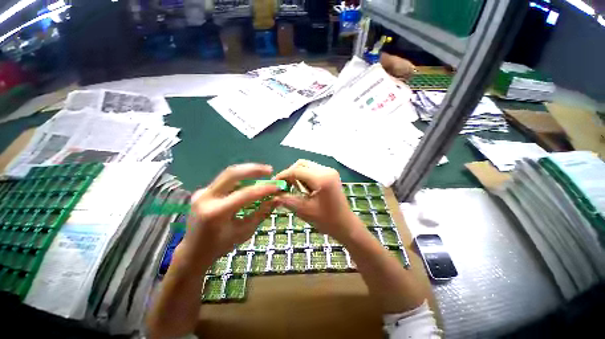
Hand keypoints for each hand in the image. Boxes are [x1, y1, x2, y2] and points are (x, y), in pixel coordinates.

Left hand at [183, 164, 278, 263]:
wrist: (193, 251)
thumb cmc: (221, 246)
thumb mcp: (245, 231)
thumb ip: (261, 213)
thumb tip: (277, 199)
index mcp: (216, 213)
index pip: (245, 194)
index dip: (264, 189)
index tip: (278, 186)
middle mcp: (206, 198)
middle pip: (232, 174)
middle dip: (253, 169)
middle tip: (269, 170)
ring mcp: (201, 193)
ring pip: (228, 174)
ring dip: (247, 172)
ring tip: (263, 173)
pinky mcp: (202, 191)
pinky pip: (224, 181)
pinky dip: (240, 179)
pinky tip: (249, 181)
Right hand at [273, 159, 361, 241]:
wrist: (345, 224)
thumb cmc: (326, 220)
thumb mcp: (304, 211)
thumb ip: (287, 200)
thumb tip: (272, 194)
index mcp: (322, 178)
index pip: (296, 170)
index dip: (283, 175)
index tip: (274, 183)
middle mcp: (326, 170)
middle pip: (301, 164)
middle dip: (290, 173)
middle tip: (284, 186)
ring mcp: (330, 171)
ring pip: (307, 166)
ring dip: (297, 174)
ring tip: (293, 188)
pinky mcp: (330, 174)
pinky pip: (312, 170)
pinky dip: (304, 176)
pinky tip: (303, 188)